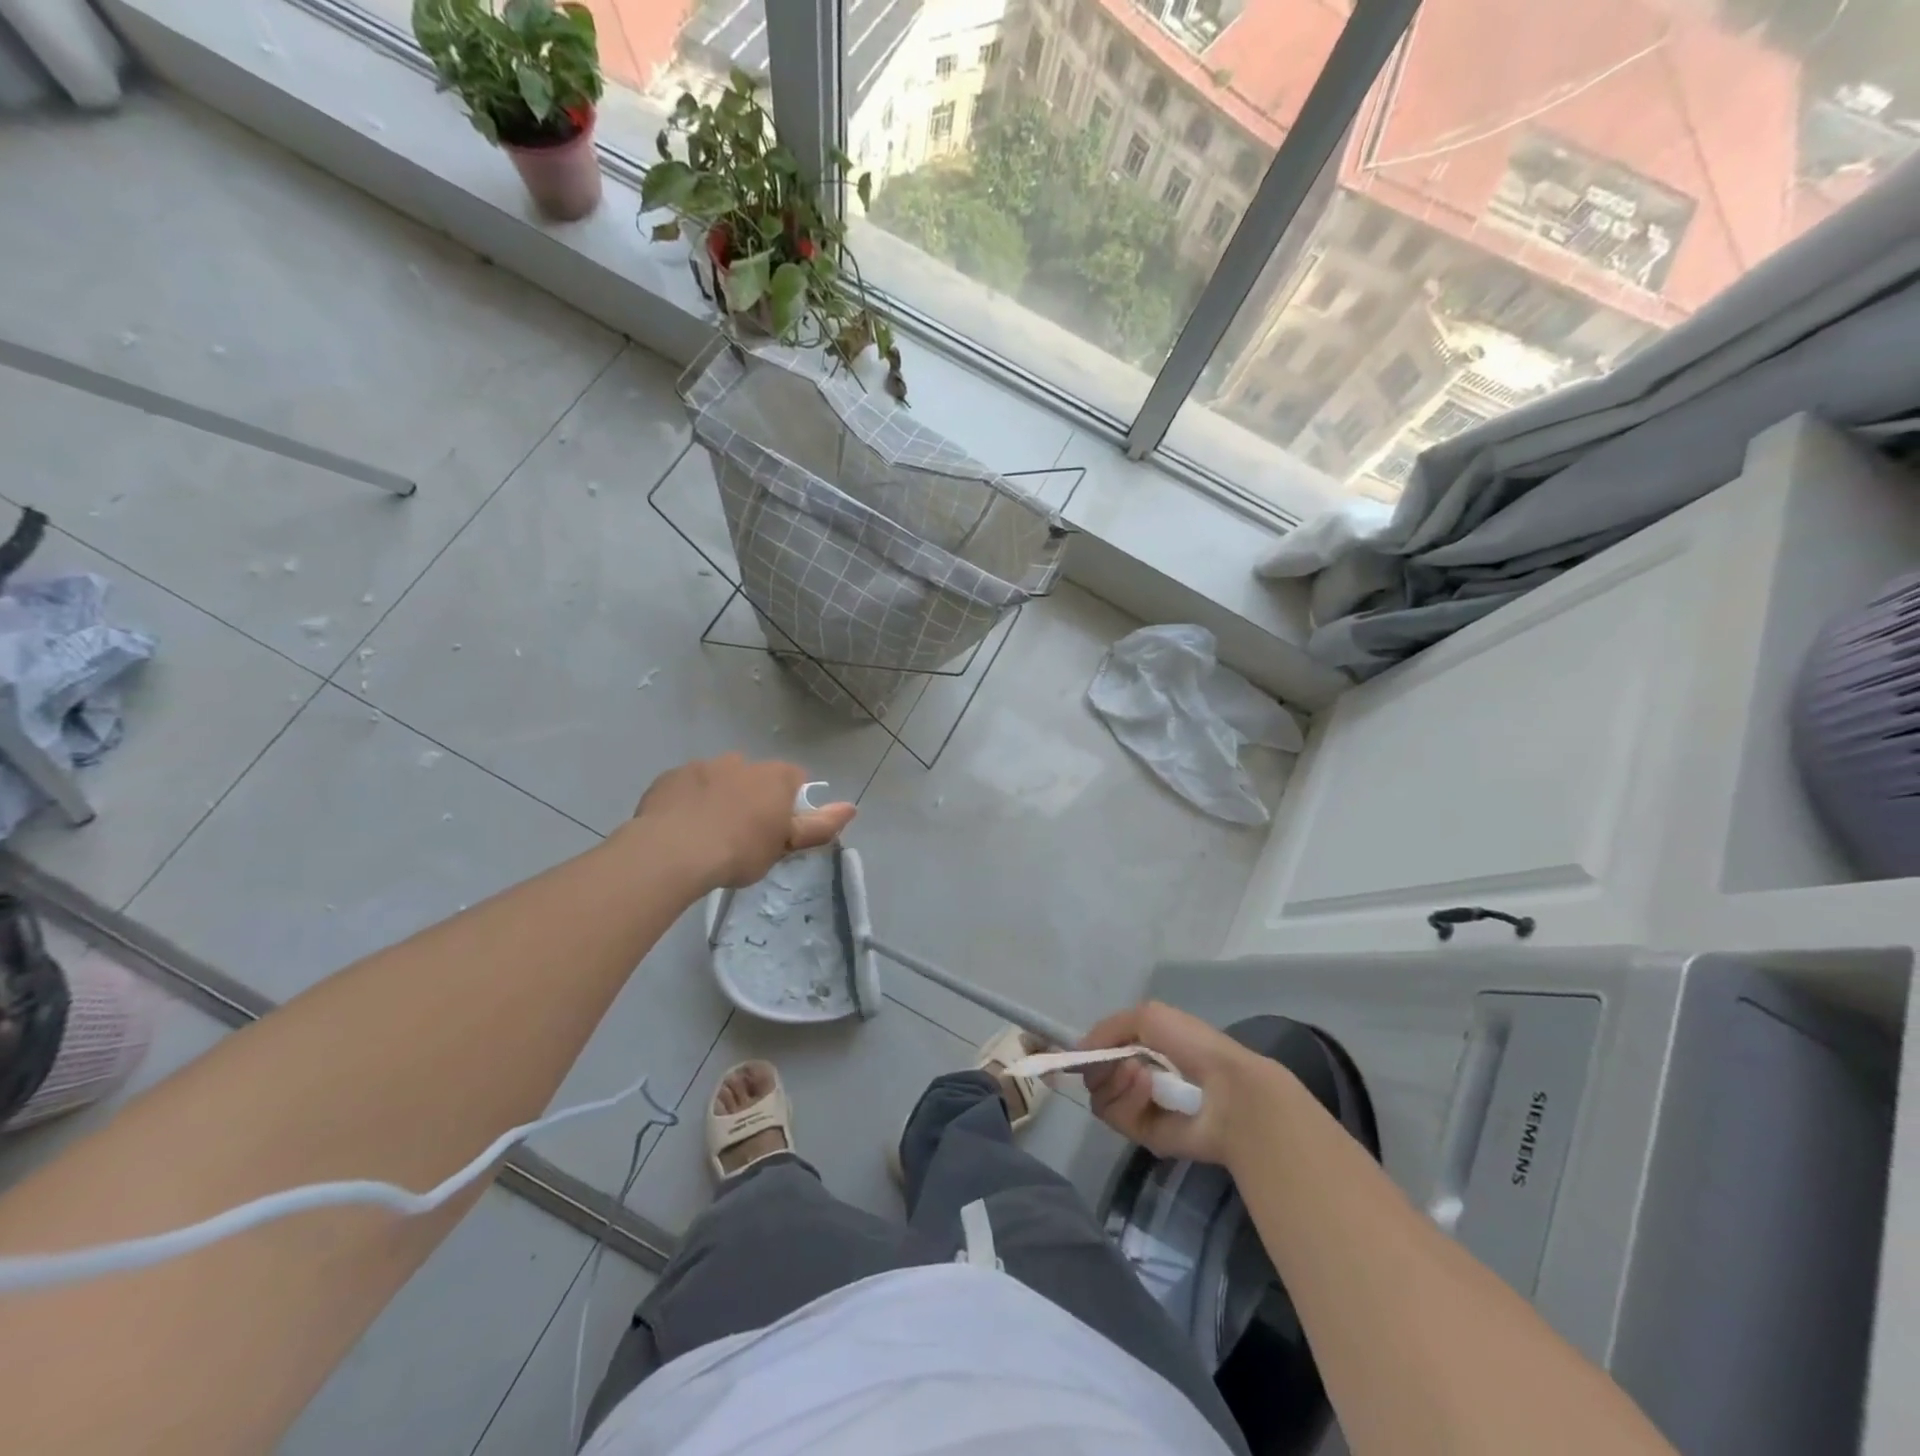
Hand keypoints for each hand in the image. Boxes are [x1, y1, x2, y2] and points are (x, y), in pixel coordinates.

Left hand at [630, 754, 856, 890]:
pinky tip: (680, 828)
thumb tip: (852, 807)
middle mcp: (741, 762)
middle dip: (752, 798)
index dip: (789, 803)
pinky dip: (688, 802)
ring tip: (707, 834)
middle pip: (755, 777)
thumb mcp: (785, 845)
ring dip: (718, 798)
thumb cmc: (740, 851)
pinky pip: (686, 787)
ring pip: (718, 779)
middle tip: (742, 835)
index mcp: (774, 777)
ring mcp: (702, 766)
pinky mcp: (670, 777)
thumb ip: (819, 825)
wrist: (673, 852)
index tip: (778, 829)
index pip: (795, 779)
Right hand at [1080, 1001, 1286, 1166]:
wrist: (1229, 1090)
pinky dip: (1127, 1099)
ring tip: (1141, 1073)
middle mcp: (1138, 1078)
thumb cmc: (1193, 1045)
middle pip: (1095, 1076)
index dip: (1091, 1050)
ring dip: (1115, 1080)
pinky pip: (1115, 1117)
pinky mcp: (1144, 1135)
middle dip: (1102, 1065)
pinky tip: (1148, 1089)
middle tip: (1122, 1061)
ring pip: (1100, 1096)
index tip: (1085, 1051)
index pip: (1101, 1052)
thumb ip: (1107, 1028)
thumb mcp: (1147, 1016)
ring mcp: (1140, 1108)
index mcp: (1143, 1049)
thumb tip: (1079, 1051)